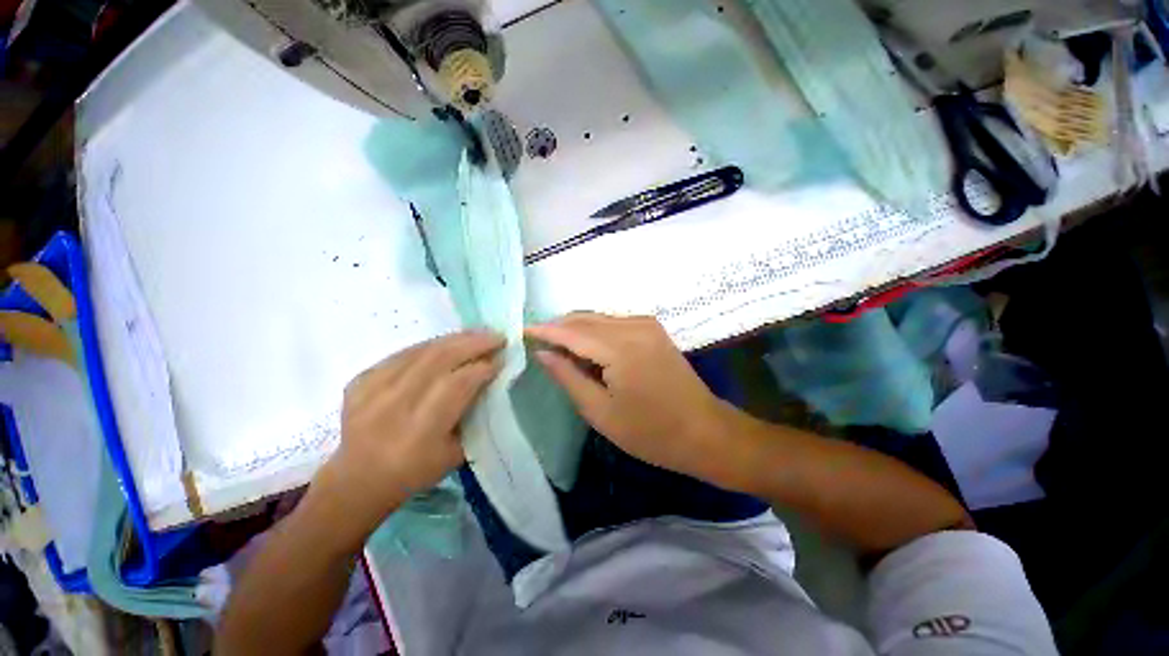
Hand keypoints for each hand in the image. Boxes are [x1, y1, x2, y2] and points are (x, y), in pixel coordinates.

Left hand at [315, 331, 503, 534]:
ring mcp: (372, 389)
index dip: (482, 368)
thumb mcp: (455, 454)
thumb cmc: (415, 471)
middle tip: (497, 336)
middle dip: (474, 344)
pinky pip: (403, 353)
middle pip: (439, 359)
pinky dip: (430, 346)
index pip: (457, 384)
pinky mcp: (361, 380)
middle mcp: (395, 405)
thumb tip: (490, 382)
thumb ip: (474, 416)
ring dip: (455, 339)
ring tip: (477, 335)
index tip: (502, 360)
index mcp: (421, 430)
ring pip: (421, 351)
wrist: (358, 479)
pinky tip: (447, 344)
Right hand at [526, 313, 733, 484]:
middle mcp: (634, 326)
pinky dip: (595, 331)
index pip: (572, 332)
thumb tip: (543, 353)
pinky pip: (614, 322)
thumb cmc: (650, 432)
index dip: (545, 331)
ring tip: (558, 347)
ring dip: (576, 328)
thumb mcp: (600, 412)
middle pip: (585, 318)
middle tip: (538, 341)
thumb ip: (568, 377)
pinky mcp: (654, 328)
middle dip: (559, 327)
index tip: (521, 332)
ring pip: (599, 318)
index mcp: (620, 348)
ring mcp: (647, 324)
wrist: (705, 431)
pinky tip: (587, 348)